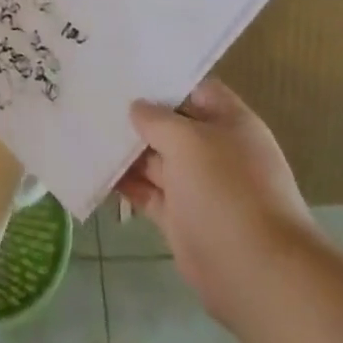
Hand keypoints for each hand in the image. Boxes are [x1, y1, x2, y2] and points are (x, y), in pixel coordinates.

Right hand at [118, 78, 319, 324]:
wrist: (256, 272)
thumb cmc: (226, 189)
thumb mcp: (188, 140)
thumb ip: (157, 119)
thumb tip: (137, 108)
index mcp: (230, 123)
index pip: (195, 89)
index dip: (164, 80)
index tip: (125, 71)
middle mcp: (214, 150)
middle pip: (171, 124)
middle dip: (137, 115)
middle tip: (94, 98)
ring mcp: (197, 186)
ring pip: (156, 159)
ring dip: (126, 150)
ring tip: (86, 130)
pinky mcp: (181, 218)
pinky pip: (148, 192)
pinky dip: (125, 184)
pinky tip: (95, 169)